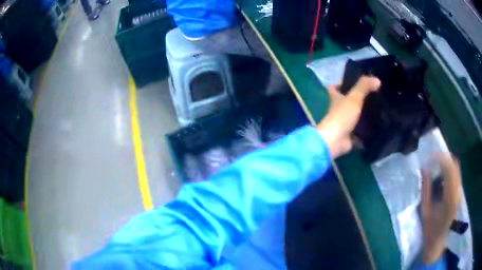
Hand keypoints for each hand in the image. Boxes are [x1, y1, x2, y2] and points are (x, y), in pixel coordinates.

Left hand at [316, 76, 380, 157]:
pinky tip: (378, 127)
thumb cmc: (342, 116)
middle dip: (358, 100)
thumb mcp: (354, 98)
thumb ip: (364, 87)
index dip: (341, 84)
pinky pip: (360, 132)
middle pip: (347, 102)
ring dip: (364, 115)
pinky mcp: (349, 136)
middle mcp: (338, 110)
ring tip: (379, 110)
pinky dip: (367, 131)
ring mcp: (344, 124)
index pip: (334, 88)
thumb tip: (377, 79)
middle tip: (373, 96)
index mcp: (336, 99)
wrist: (335, 141)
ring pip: (355, 117)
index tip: (354, 82)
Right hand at [421, 155, 461, 263]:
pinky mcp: (459, 194)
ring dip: (448, 163)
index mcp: (450, 197)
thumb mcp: (425, 211)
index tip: (431, 155)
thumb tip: (424, 169)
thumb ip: (425, 189)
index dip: (441, 158)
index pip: (449, 169)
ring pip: (457, 169)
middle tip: (434, 158)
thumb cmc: (430, 231)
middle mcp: (457, 191)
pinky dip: (450, 170)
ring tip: (437, 164)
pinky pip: (456, 175)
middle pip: (455, 165)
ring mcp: (459, 192)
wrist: (439, 244)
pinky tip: (442, 175)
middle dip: (445, 158)